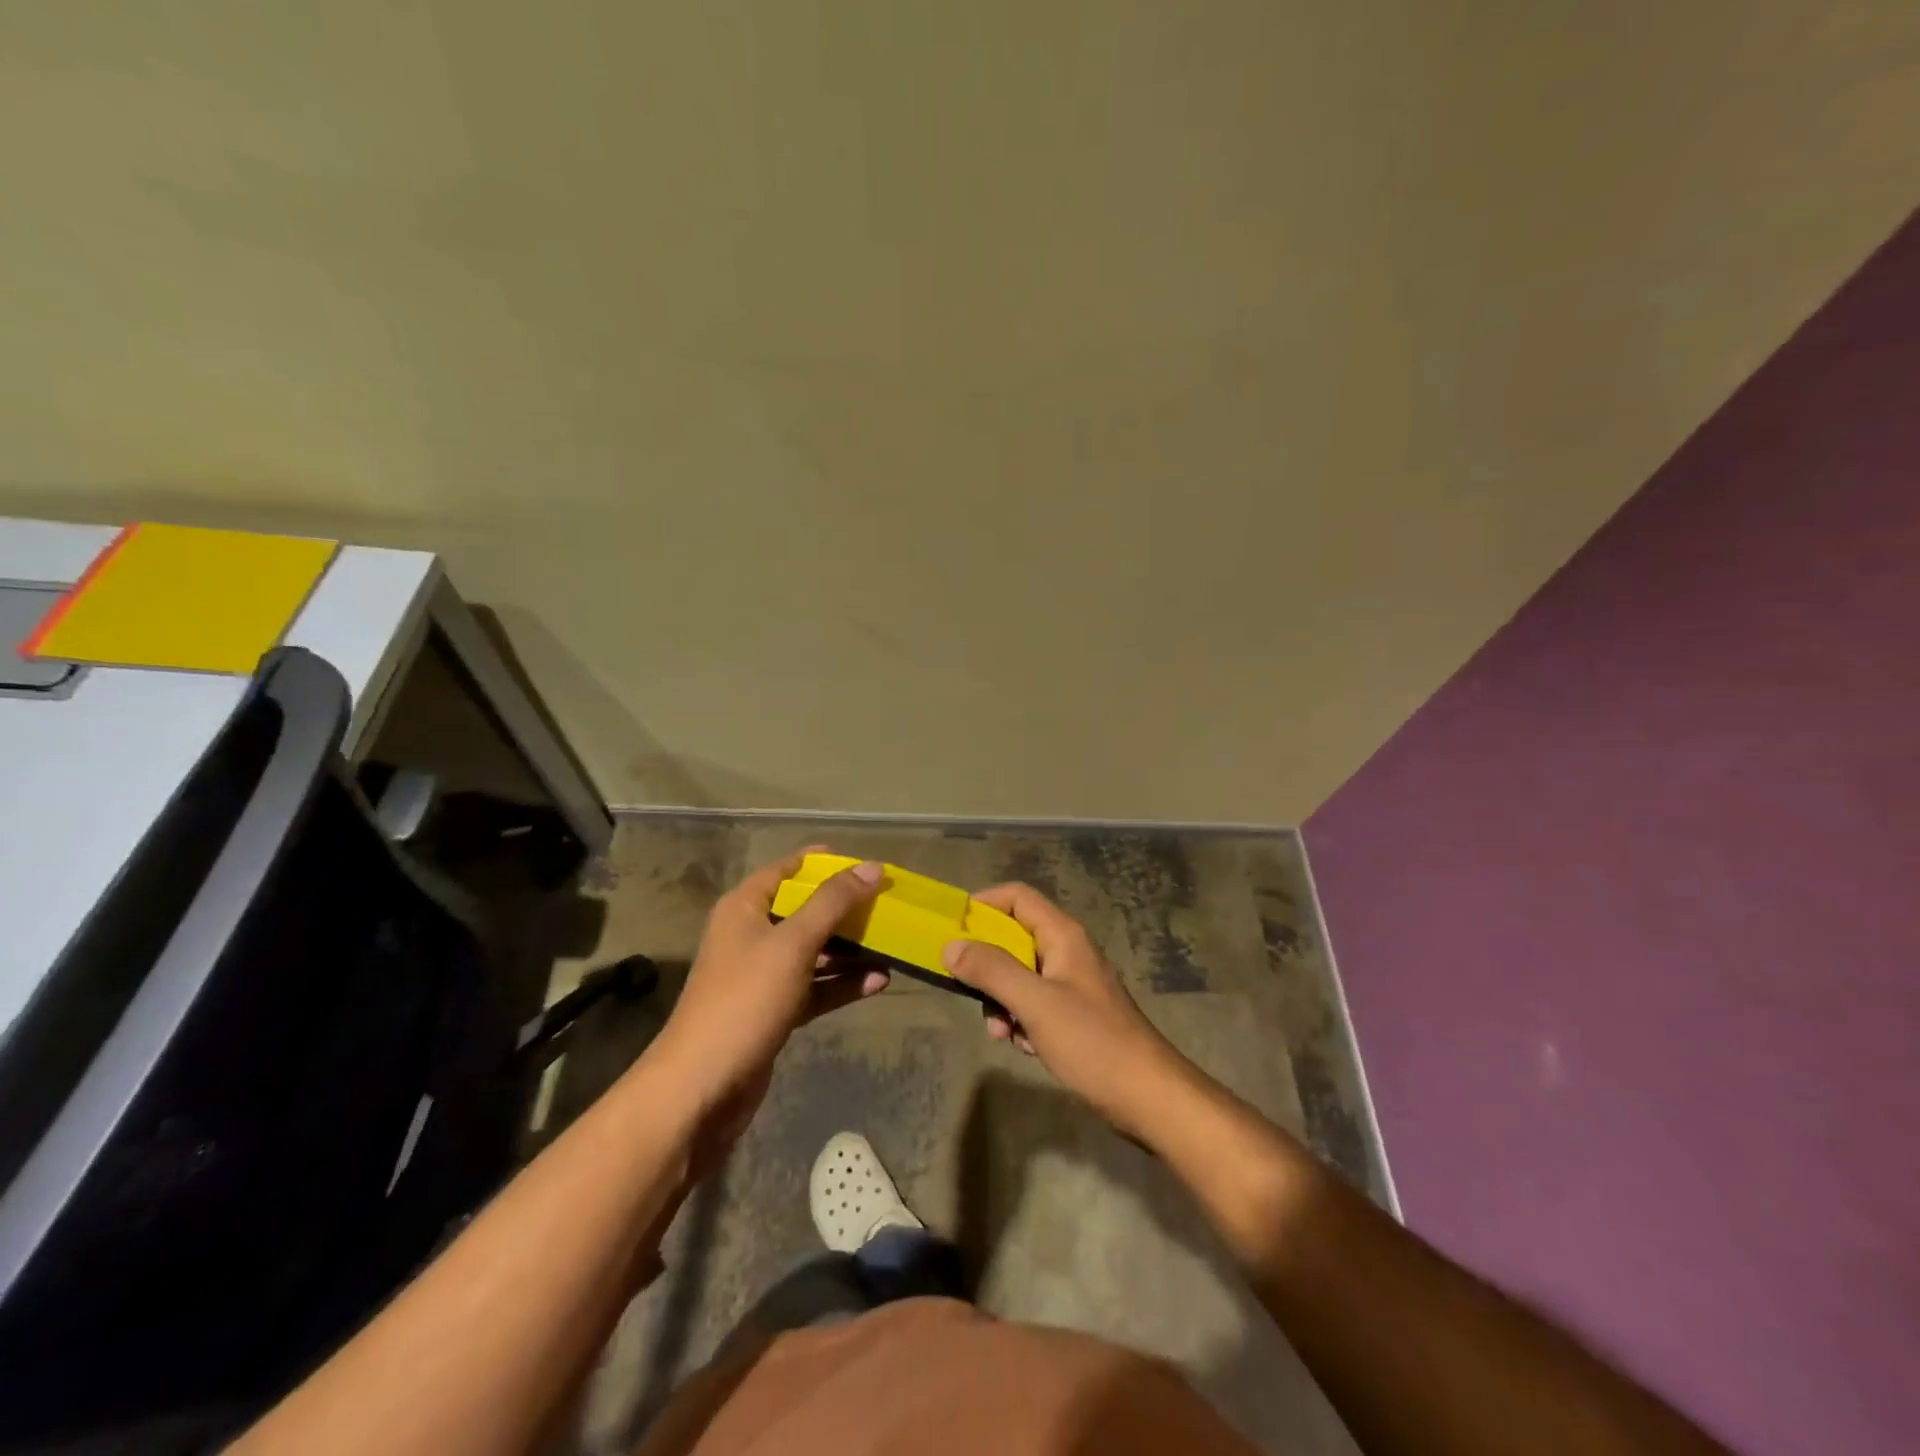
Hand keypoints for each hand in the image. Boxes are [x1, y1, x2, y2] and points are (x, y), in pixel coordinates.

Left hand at [651, 850, 889, 1167]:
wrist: (702, 1087)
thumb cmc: (745, 999)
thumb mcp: (793, 943)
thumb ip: (833, 903)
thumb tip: (872, 867)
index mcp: (745, 908)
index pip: (787, 870)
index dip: (824, 863)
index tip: (866, 864)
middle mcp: (752, 936)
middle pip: (805, 910)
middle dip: (846, 908)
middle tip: (889, 903)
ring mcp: (762, 976)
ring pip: (814, 951)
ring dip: (850, 949)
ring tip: (893, 944)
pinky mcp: (774, 1011)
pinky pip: (815, 987)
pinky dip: (842, 984)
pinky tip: (879, 982)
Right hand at [942, 883, 1196, 1140]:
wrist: (1147, 1096)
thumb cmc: (1092, 1042)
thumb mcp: (1035, 1003)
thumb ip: (992, 971)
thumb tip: (950, 946)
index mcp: (1063, 935)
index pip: (1017, 897)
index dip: (983, 905)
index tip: (952, 931)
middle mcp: (1067, 951)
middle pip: (1013, 938)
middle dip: (988, 966)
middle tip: (971, 993)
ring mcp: (1071, 984)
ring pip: (1019, 975)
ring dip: (1002, 1001)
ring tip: (1003, 1033)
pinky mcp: (1073, 1014)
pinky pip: (1033, 1004)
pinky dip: (1021, 1021)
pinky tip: (1026, 1047)